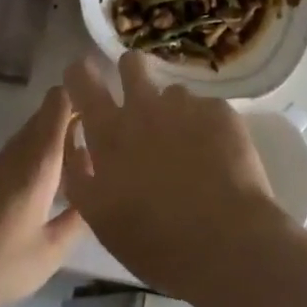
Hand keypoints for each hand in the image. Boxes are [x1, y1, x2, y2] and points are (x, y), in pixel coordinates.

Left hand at [0, 86, 83, 306]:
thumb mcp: (50, 252)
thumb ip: (80, 218)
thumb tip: (102, 193)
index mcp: (37, 162)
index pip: (58, 103)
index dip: (81, 93)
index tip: (105, 101)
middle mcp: (16, 153)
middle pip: (47, 116)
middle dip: (75, 120)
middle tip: (105, 141)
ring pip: (33, 136)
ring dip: (57, 141)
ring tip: (84, 167)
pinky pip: (19, 153)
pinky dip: (39, 159)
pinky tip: (51, 189)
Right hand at [61, 53, 284, 297]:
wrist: (226, 242)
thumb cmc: (155, 242)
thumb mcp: (101, 218)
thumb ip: (82, 175)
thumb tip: (79, 145)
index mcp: (110, 133)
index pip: (83, 80)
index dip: (80, 74)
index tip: (83, 76)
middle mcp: (144, 107)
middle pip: (131, 64)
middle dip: (130, 72)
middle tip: (139, 101)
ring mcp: (185, 105)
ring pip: (172, 93)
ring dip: (173, 112)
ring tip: (188, 148)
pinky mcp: (219, 110)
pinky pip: (206, 111)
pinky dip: (206, 129)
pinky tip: (217, 160)